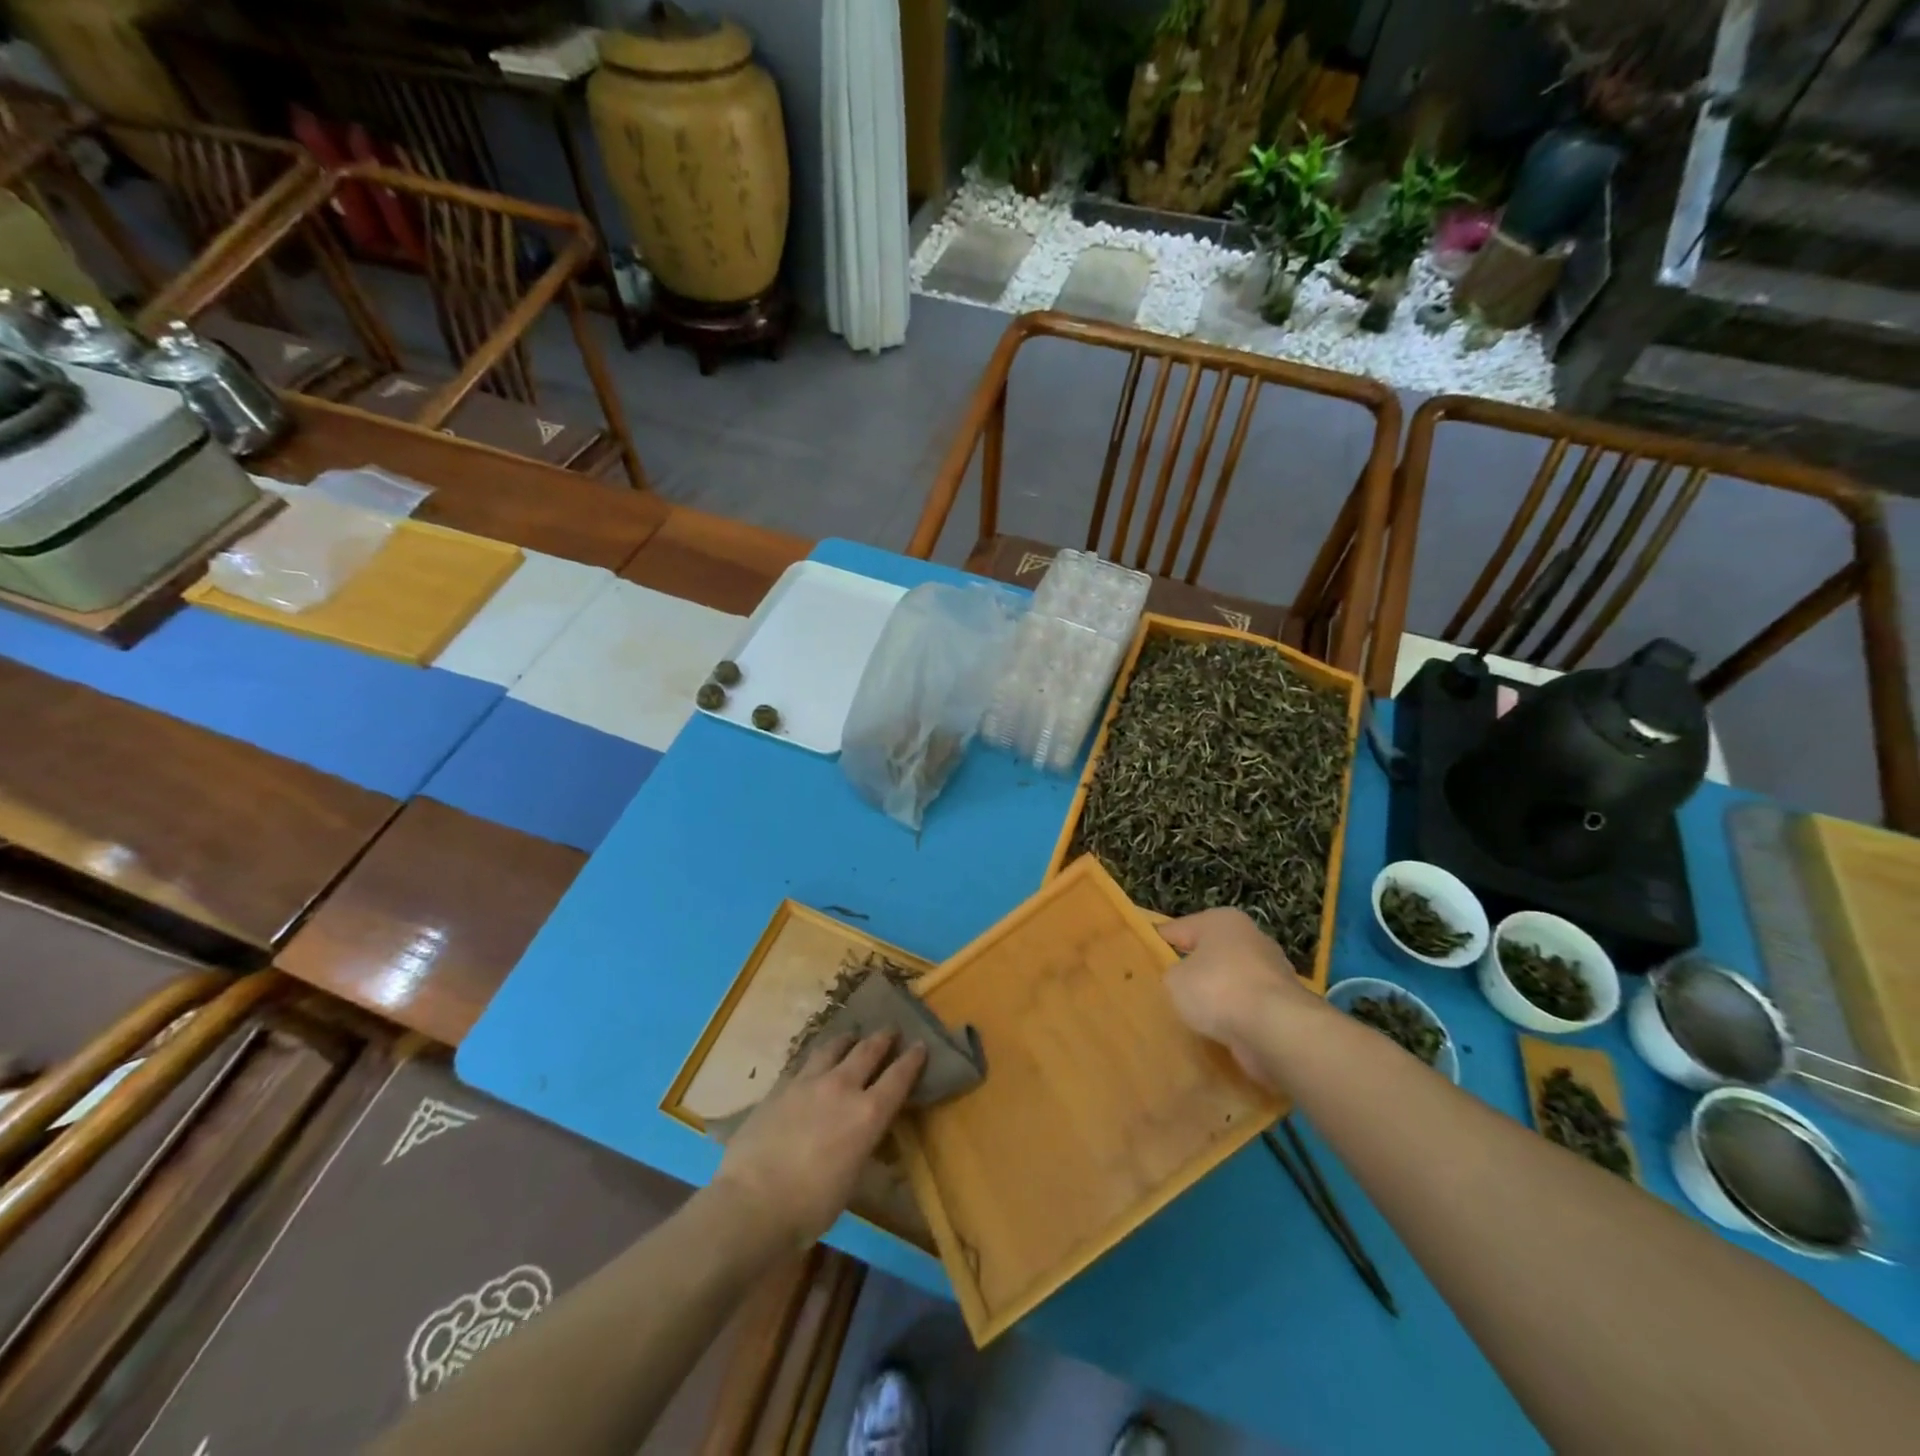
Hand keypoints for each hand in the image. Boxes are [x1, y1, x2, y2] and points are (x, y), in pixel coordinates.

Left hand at [714, 1032, 926, 1249]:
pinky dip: (816, 1058)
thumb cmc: (810, 1206)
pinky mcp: (780, 1087)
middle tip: (890, 1030)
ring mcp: (808, 1082)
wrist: (752, 1201)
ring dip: (847, 1040)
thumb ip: (862, 1148)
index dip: (912, 1059)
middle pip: (867, 1051)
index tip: (920, 1045)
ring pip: (833, 1047)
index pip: (898, 1077)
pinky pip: (804, 1063)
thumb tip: (866, 1136)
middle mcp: (842, 1087)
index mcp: (867, 1114)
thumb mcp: (851, 1181)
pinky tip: (814, 1062)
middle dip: (882, 1038)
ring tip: (851, 1036)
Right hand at [1160, 908, 1319, 1089]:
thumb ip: (1171, 975)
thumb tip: (1181, 981)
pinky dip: (1234, 1018)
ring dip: (1215, 998)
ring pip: (1229, 981)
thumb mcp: (1174, 980)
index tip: (1140, 961)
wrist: (1276, 1029)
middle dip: (1191, 971)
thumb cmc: (1217, 989)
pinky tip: (1218, 1033)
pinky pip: (1246, 1007)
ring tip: (1191, 1017)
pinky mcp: (1283, 1004)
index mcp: (1221, 921)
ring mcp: (1271, 971)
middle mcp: (1250, 938)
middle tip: (1166, 991)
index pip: (1177, 929)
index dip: (1156, 944)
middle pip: (1208, 954)